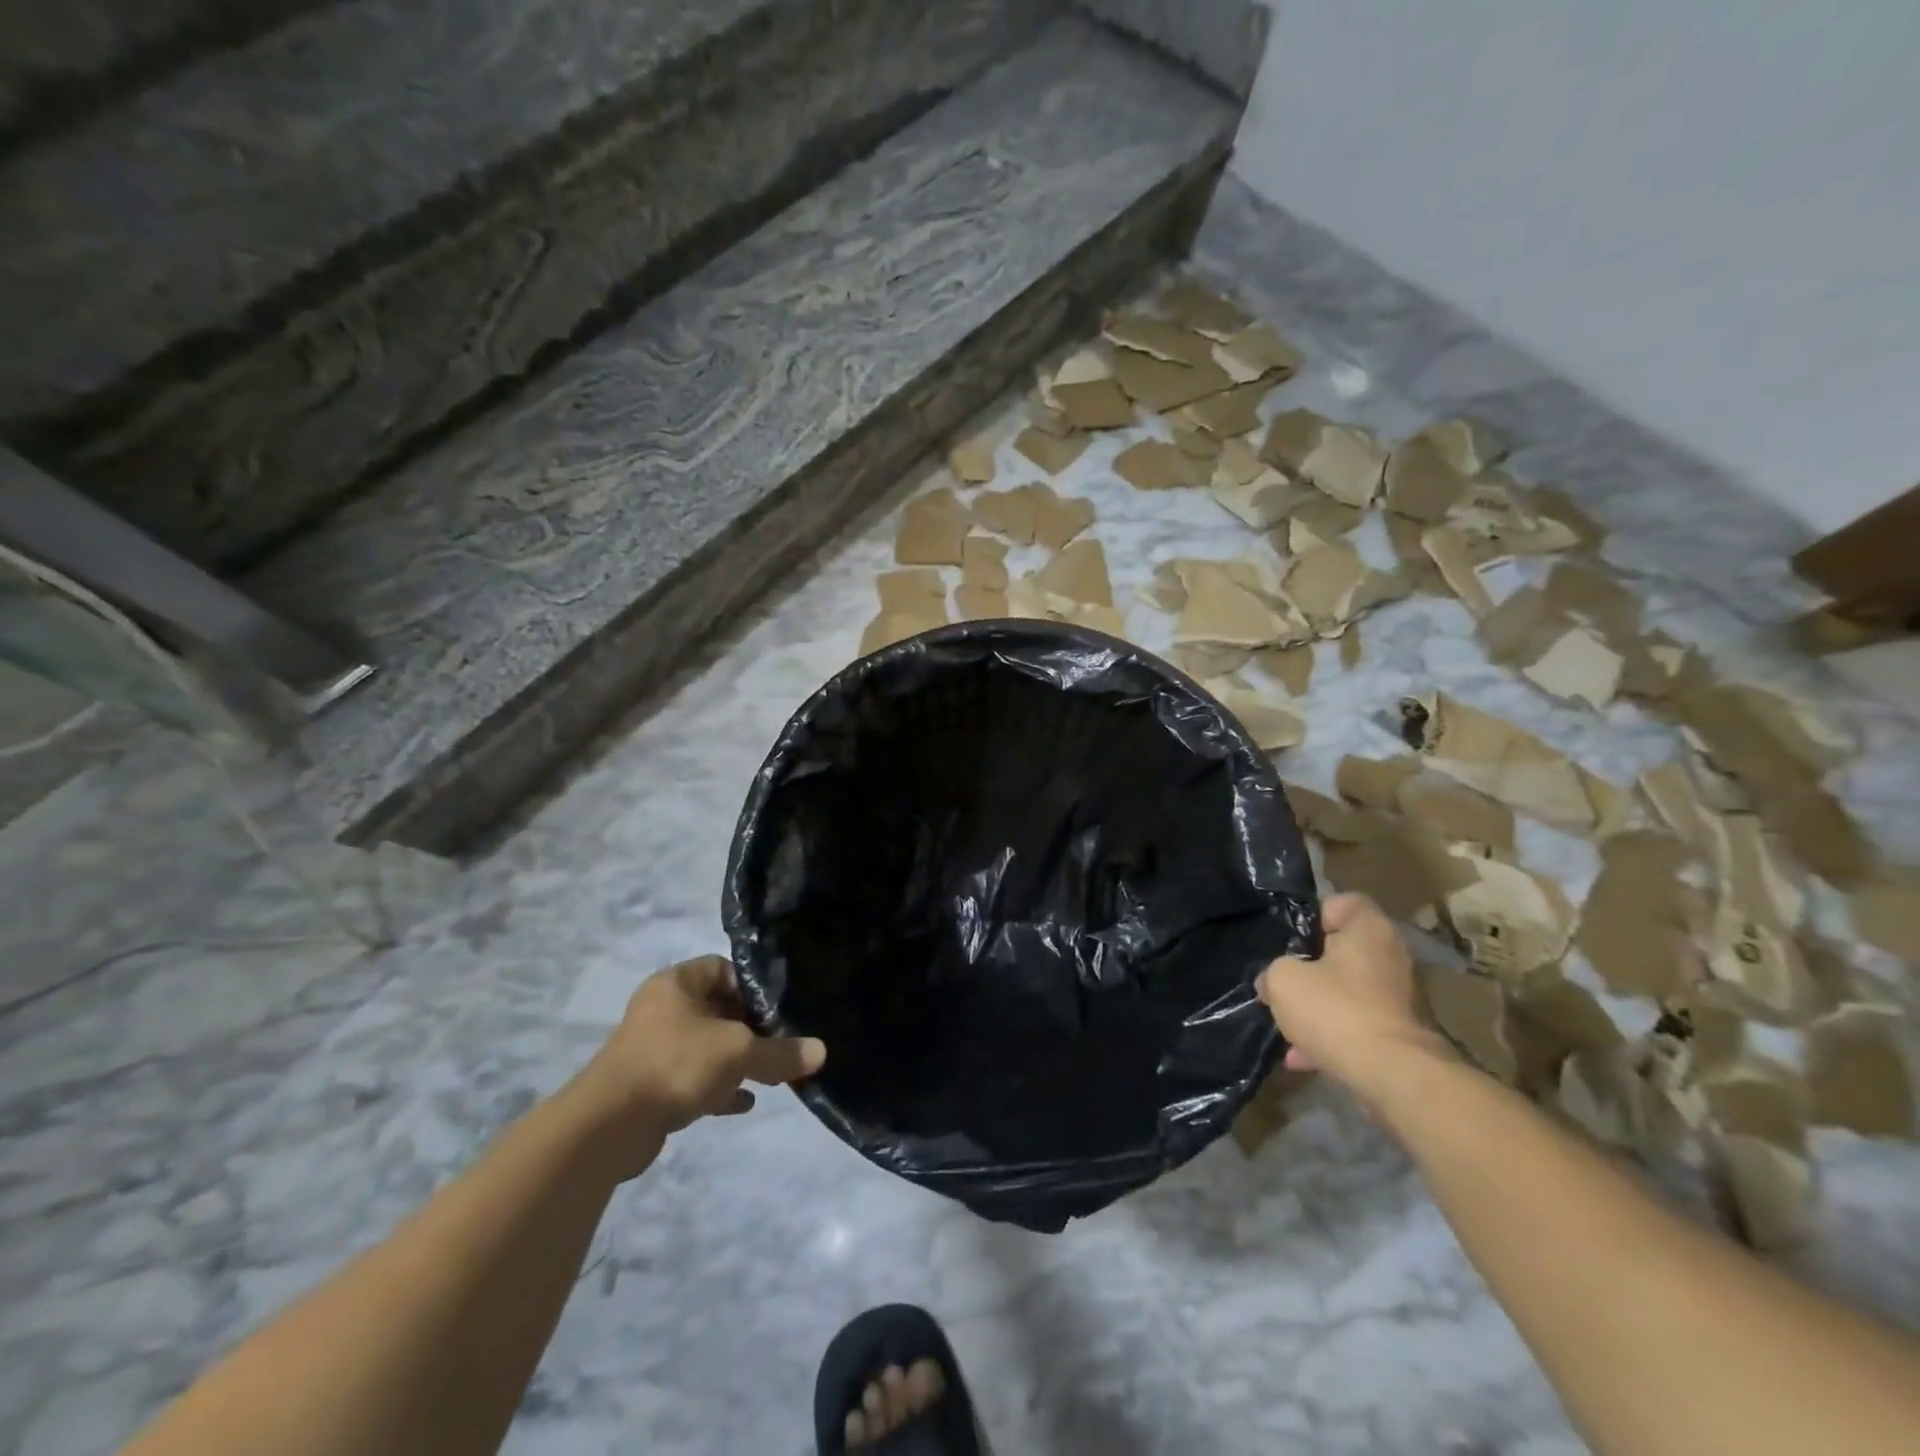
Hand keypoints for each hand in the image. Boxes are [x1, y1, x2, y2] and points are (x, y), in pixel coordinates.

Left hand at [573, 956, 826, 1147]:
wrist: (608, 1127)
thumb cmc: (675, 1063)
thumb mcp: (738, 1052)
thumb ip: (780, 1052)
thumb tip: (821, 1052)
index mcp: (677, 984)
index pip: (722, 968)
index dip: (752, 985)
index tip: (778, 1007)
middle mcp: (662, 1009)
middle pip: (718, 1009)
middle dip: (750, 1027)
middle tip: (781, 1041)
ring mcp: (653, 1048)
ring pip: (706, 1046)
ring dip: (735, 1059)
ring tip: (770, 1073)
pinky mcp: (650, 1085)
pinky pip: (693, 1078)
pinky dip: (718, 1087)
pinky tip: (744, 1102)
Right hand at [1256, 893, 1450, 1099]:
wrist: (1393, 1077)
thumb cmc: (1336, 1010)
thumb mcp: (1283, 980)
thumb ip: (1273, 971)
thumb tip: (1272, 982)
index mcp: (1369, 929)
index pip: (1342, 902)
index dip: (1312, 916)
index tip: (1291, 941)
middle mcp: (1391, 956)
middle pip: (1342, 950)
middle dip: (1309, 968)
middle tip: (1282, 981)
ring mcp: (1400, 997)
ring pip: (1347, 991)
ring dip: (1317, 1006)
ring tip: (1286, 1026)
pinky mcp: (1399, 1034)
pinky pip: (1356, 1024)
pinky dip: (1331, 1036)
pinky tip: (1300, 1056)